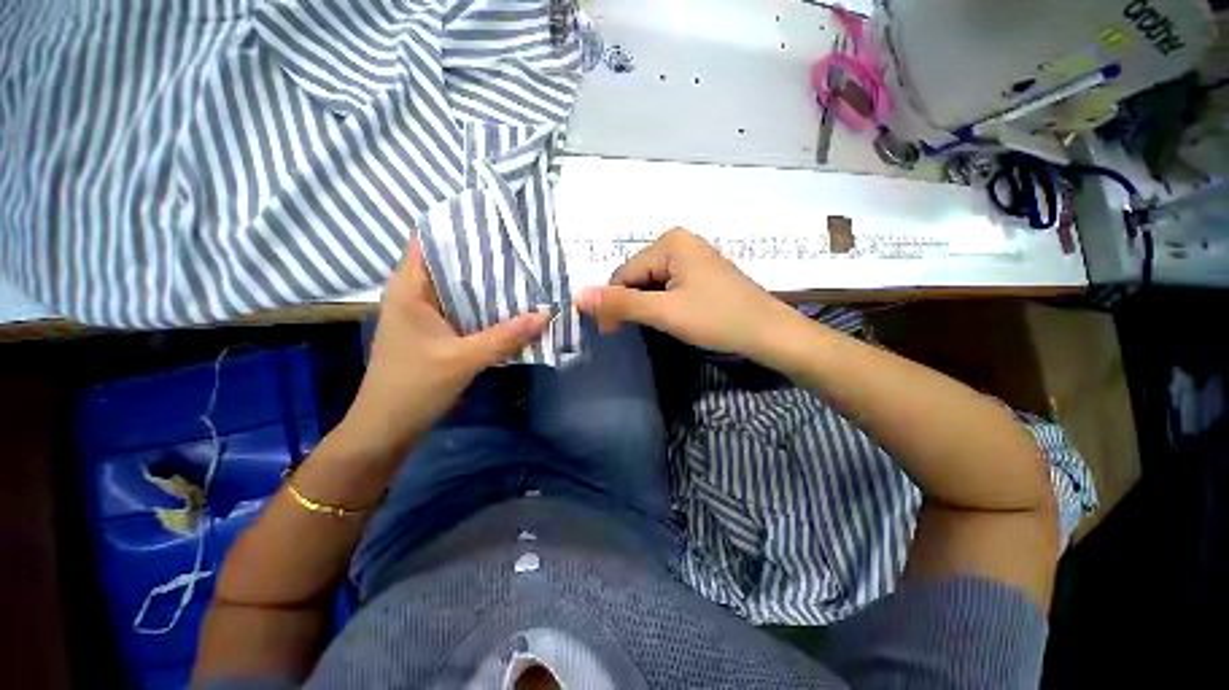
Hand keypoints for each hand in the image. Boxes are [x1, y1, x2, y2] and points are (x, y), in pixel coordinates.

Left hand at [338, 237, 548, 459]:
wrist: (388, 426)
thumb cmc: (414, 387)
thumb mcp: (463, 359)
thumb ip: (506, 337)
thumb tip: (546, 314)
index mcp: (409, 287)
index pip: (429, 238)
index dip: (458, 224)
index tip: (494, 219)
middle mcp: (416, 293)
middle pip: (450, 260)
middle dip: (483, 253)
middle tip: (521, 246)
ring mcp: (427, 312)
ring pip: (460, 286)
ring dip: (487, 281)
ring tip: (523, 269)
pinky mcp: (437, 330)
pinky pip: (465, 308)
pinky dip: (486, 304)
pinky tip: (512, 305)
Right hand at [576, 228, 801, 361]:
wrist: (769, 333)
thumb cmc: (717, 319)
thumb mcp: (665, 312)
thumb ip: (622, 303)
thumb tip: (579, 296)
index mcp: (670, 242)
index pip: (624, 272)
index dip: (612, 303)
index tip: (608, 332)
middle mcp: (679, 242)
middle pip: (637, 275)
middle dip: (629, 304)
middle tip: (626, 333)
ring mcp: (692, 258)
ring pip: (651, 283)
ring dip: (644, 306)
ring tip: (652, 327)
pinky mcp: (701, 274)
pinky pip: (668, 286)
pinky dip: (660, 304)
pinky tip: (668, 318)